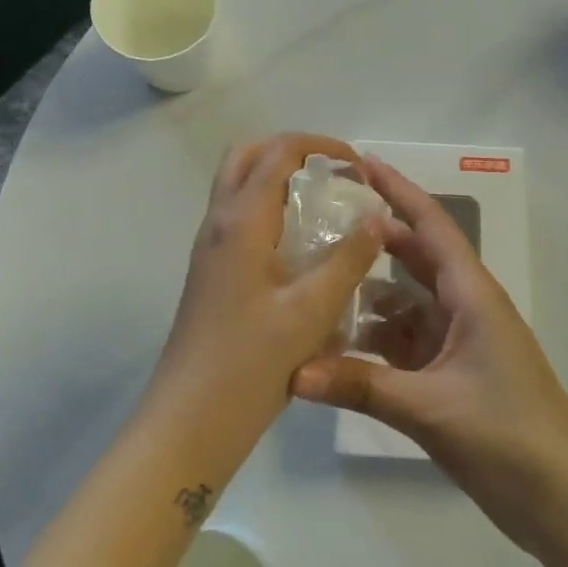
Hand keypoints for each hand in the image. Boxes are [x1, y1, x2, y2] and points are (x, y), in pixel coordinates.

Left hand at [149, 134, 385, 455]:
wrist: (190, 419)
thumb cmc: (251, 363)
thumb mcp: (311, 311)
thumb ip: (347, 260)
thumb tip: (377, 218)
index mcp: (242, 221)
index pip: (278, 152)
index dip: (321, 146)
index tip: (358, 168)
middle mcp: (219, 222)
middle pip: (248, 155)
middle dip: (292, 152)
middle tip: (333, 176)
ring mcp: (209, 247)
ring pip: (239, 185)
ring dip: (278, 179)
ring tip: (323, 207)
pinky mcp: (211, 271)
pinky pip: (239, 217)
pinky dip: (269, 209)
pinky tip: (301, 248)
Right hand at [291, 157, 567, 557]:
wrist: (563, 502)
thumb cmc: (508, 437)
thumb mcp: (430, 408)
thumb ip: (360, 387)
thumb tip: (292, 373)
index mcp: (472, 294)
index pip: (431, 225)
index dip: (398, 190)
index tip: (362, 162)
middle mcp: (467, 307)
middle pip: (415, 258)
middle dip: (374, 240)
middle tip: (323, 223)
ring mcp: (461, 341)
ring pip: (407, 304)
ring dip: (369, 297)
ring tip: (318, 288)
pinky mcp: (454, 374)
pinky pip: (408, 342)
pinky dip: (377, 341)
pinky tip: (339, 350)